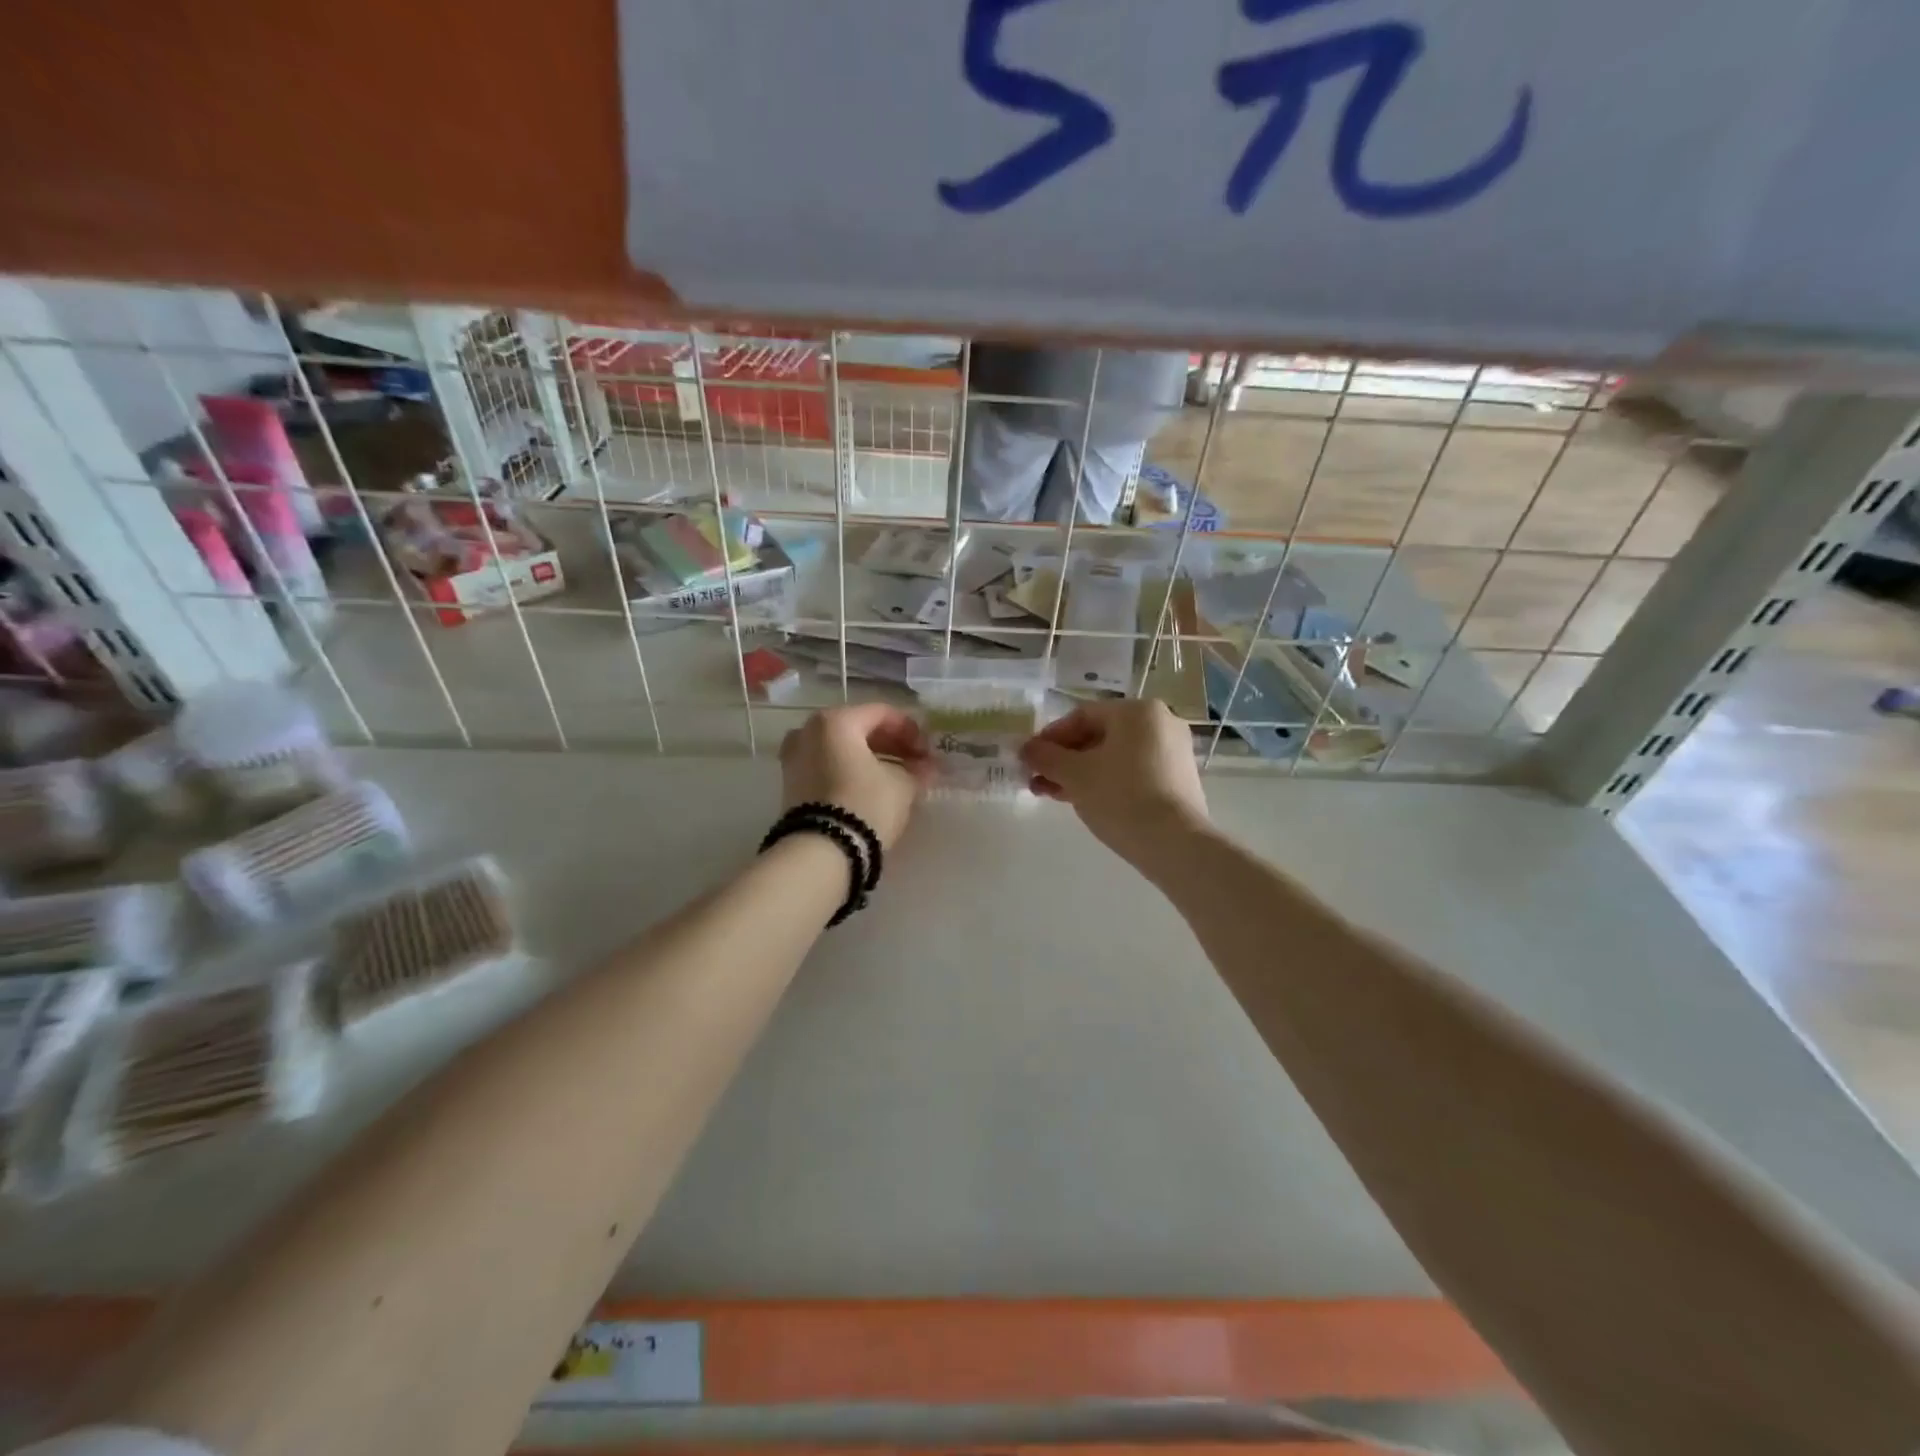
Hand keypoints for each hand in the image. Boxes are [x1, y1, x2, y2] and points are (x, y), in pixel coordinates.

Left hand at [779, 704, 931, 849]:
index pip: (881, 714)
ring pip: (841, 749)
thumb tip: (926, 767)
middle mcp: (808, 731)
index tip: (928, 752)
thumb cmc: (865, 805)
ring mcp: (794, 757)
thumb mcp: (902, 785)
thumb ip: (916, 770)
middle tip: (915, 763)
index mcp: (835, 721)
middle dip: (890, 745)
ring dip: (870, 759)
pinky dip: (850, 771)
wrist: (822, 851)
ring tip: (896, 778)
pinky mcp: (791, 784)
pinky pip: (827, 766)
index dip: (910, 730)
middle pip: (858, 729)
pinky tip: (871, 788)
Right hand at [1019, 699, 1209, 866]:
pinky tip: (1085, 802)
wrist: (1175, 844)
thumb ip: (1045, 757)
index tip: (1030, 760)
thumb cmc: (1121, 797)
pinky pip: (1133, 772)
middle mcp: (1161, 723)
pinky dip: (1106, 782)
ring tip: (1053, 795)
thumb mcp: (1074, 775)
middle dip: (1064, 759)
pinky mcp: (1178, 780)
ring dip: (1081, 773)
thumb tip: (1026, 749)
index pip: (1081, 716)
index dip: (1050, 737)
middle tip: (1038, 780)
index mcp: (1138, 711)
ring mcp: (1173, 752)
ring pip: (1114, 757)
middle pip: (1099, 736)